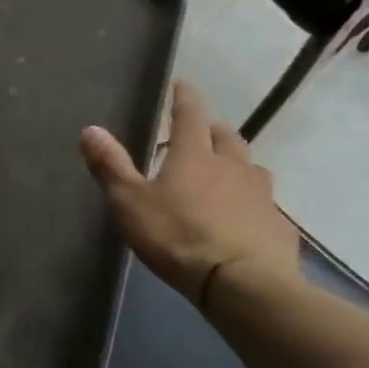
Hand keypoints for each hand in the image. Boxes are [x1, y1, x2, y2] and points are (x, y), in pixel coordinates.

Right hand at [80, 80, 298, 306]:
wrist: (241, 283)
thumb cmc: (177, 236)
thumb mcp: (130, 203)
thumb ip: (110, 166)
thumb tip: (91, 129)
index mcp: (194, 156)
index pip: (190, 114)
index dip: (184, 97)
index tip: (181, 84)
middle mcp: (231, 166)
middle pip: (226, 137)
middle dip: (212, 130)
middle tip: (199, 134)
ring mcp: (260, 195)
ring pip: (250, 167)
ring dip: (236, 163)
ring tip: (224, 174)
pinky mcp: (277, 225)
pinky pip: (264, 203)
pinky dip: (251, 201)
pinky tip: (244, 216)